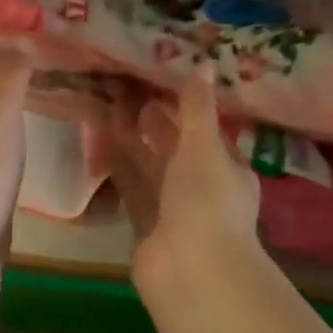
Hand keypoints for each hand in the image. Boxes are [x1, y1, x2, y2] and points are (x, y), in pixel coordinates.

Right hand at [107, 67, 260, 282]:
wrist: (190, 269)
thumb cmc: (205, 201)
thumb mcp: (204, 147)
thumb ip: (197, 107)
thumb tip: (202, 63)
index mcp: (228, 170)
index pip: (206, 133)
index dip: (186, 109)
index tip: (160, 84)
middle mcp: (202, 189)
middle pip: (176, 151)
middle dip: (157, 126)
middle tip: (129, 93)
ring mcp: (173, 210)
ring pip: (152, 169)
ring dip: (134, 145)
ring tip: (111, 112)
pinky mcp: (146, 226)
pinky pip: (133, 189)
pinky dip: (121, 169)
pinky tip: (104, 147)